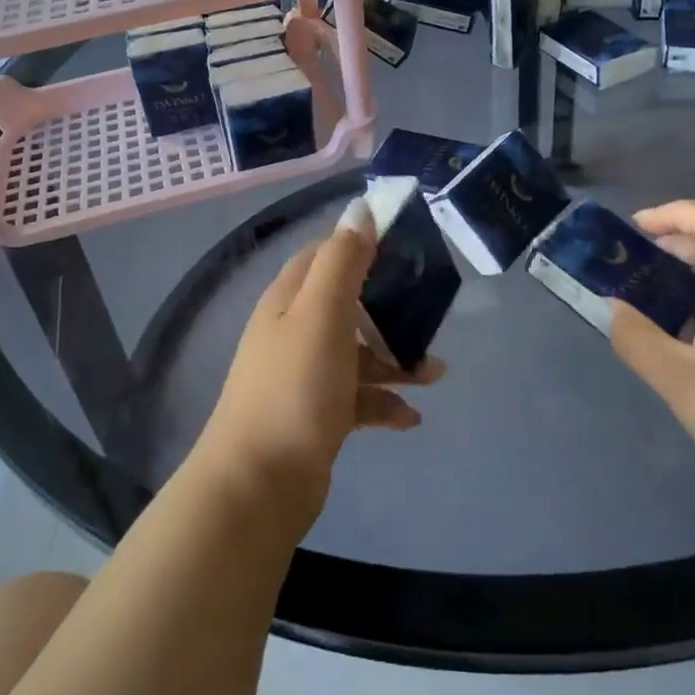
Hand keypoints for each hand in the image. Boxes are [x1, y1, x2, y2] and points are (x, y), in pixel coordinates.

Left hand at [197, 199, 445, 520]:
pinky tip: (411, 419)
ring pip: (356, 352)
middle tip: (429, 312)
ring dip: (395, 359)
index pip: (325, 254)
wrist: (259, 485)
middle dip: (389, 307)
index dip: (361, 245)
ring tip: (435, 374)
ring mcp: (303, 375)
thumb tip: (360, 208)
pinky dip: (384, 403)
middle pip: (346, 303)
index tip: (404, 248)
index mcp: (289, 299)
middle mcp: (293, 330)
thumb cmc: (296, 388)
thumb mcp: (322, 314)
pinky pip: (357, 398)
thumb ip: (342, 261)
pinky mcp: (315, 415)